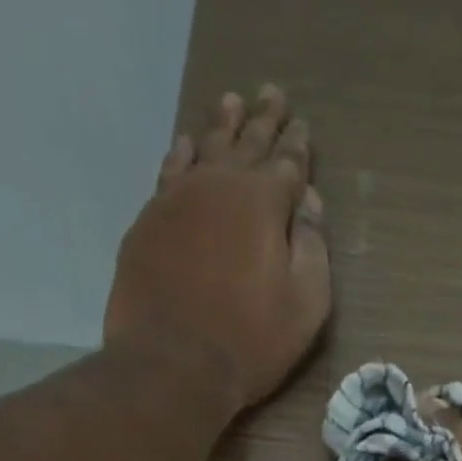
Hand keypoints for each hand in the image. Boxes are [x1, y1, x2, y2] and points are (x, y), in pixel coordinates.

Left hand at [104, 84, 330, 408]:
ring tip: (231, 103)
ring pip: (205, 148)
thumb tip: (310, 205)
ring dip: (222, 125)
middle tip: (272, 94)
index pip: (288, 164)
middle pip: (246, 143)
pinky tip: (187, 145)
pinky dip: (182, 154)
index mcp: (264, 204)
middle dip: (264, 120)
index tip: (303, 128)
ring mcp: (177, 199)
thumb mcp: (305, 306)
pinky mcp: (148, 222)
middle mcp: (219, 186)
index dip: (298, 147)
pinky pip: (169, 172)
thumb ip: (314, 250)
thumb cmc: (250, 342)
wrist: (172, 365)